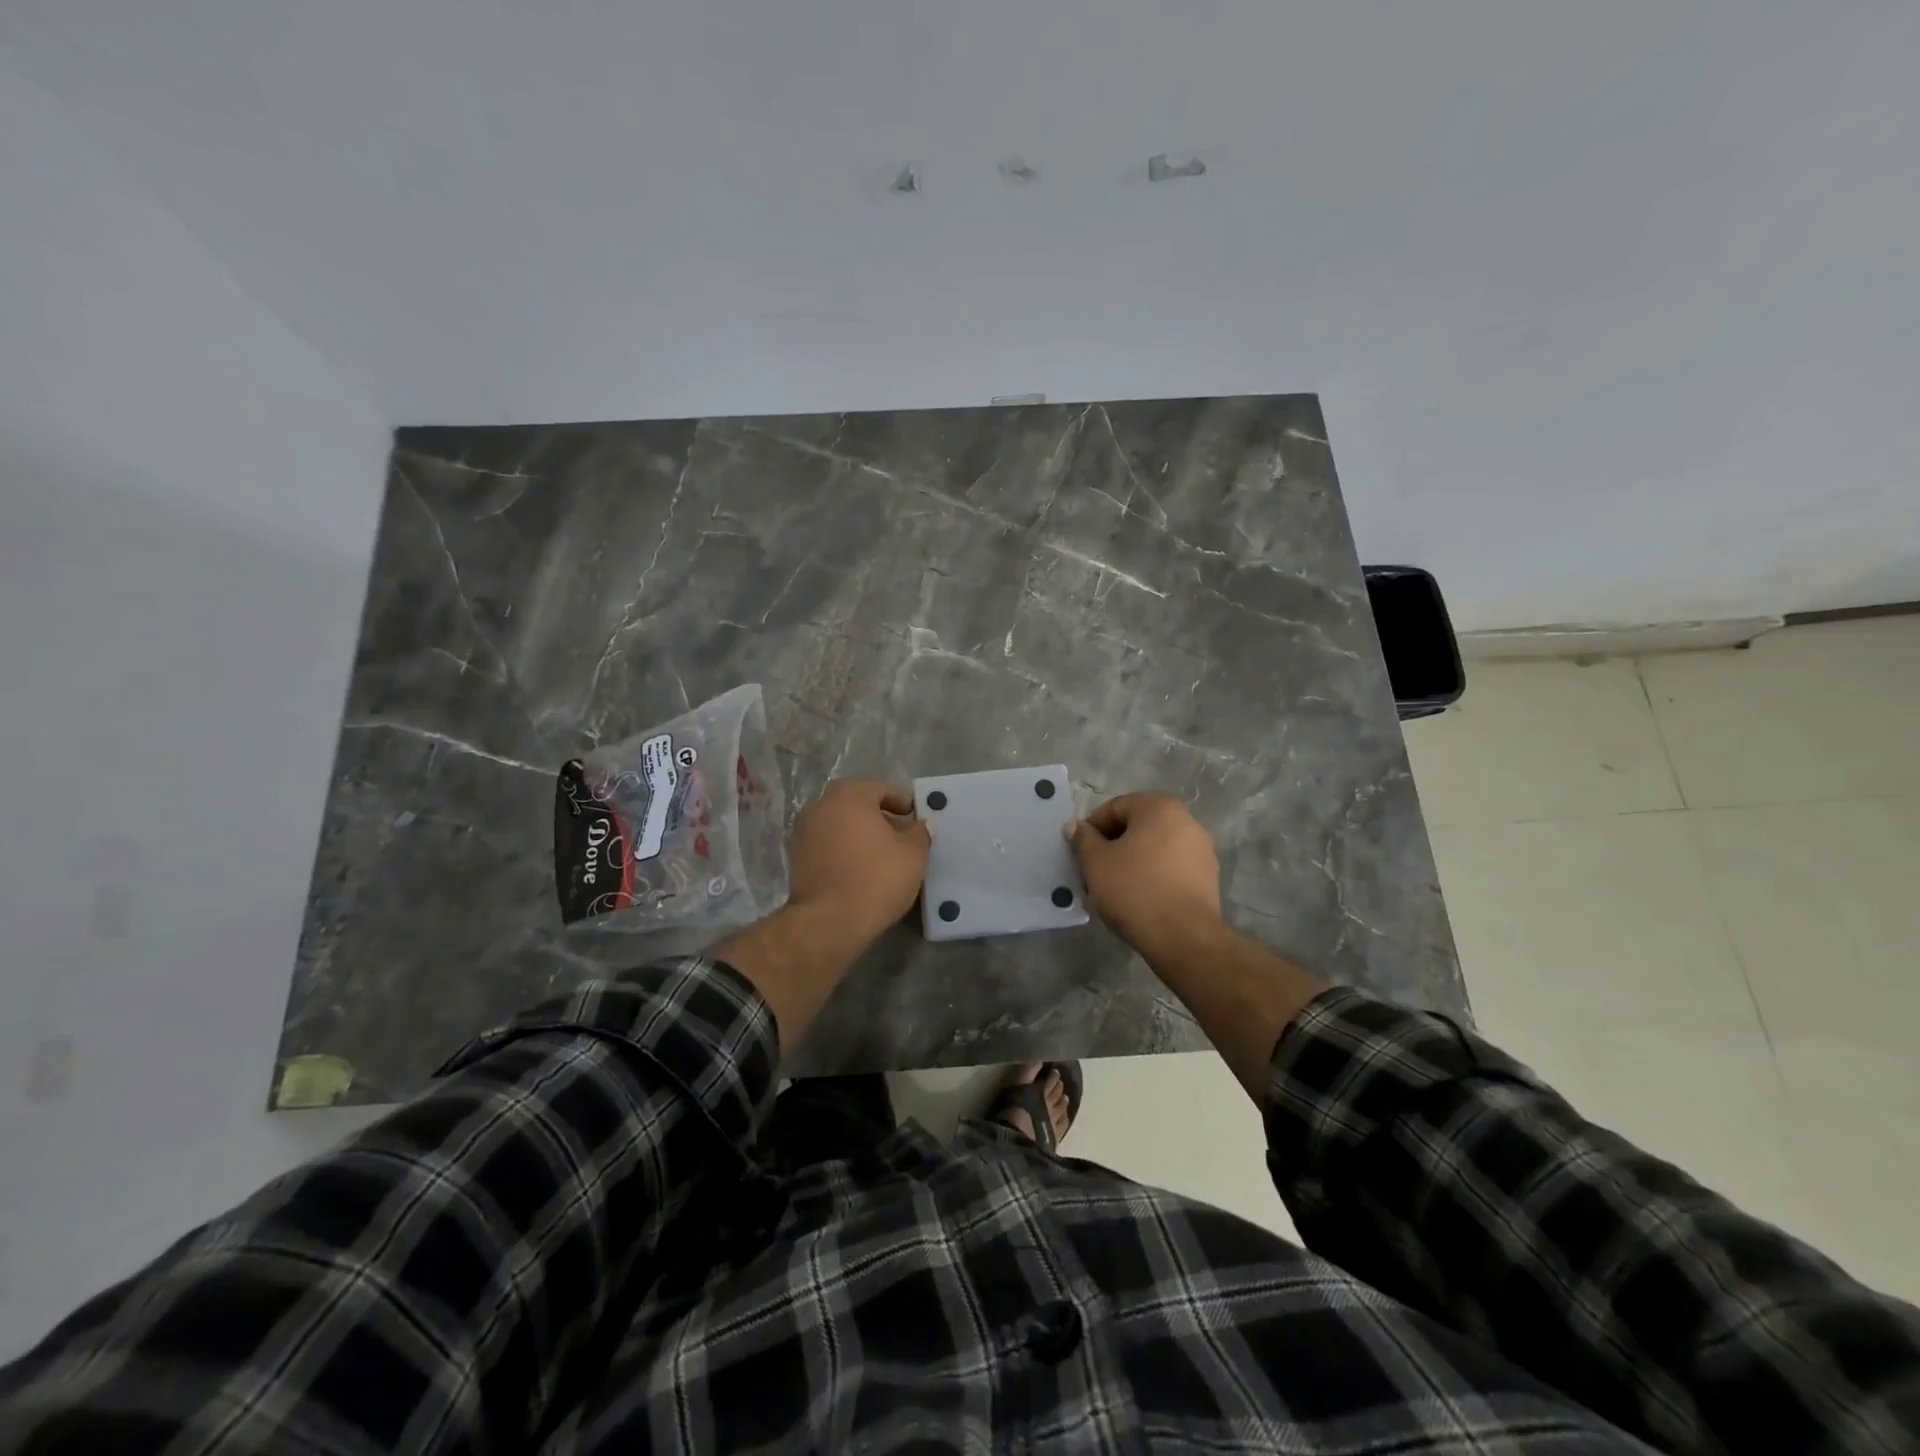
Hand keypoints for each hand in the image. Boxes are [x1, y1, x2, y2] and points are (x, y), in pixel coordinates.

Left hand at [786, 779, 931, 942]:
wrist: (829, 922)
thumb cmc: (876, 879)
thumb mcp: (912, 855)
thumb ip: (920, 833)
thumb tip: (922, 824)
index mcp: (849, 795)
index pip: (881, 789)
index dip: (903, 802)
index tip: (917, 818)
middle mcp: (821, 805)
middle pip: (858, 804)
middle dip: (881, 817)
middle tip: (902, 836)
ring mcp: (804, 831)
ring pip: (842, 824)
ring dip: (862, 834)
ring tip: (884, 855)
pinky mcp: (797, 858)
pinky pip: (829, 844)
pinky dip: (846, 850)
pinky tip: (862, 869)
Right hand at [1066, 793, 1221, 955]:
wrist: (1184, 937)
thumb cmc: (1135, 890)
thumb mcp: (1096, 862)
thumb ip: (1083, 839)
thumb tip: (1076, 826)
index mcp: (1159, 807)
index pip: (1115, 807)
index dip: (1092, 828)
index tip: (1080, 852)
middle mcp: (1186, 820)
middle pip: (1137, 826)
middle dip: (1112, 845)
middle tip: (1094, 871)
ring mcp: (1202, 849)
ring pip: (1154, 848)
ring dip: (1132, 861)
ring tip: (1114, 888)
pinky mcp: (1208, 877)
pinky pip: (1170, 867)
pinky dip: (1152, 875)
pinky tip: (1139, 898)